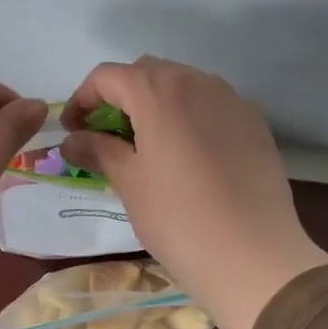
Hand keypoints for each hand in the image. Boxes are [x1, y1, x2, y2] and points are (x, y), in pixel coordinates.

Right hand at [60, 57, 327, 328]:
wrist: (255, 256)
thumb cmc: (179, 219)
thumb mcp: (130, 183)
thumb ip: (98, 150)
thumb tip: (72, 139)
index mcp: (159, 91)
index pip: (107, 76)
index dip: (82, 99)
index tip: (73, 132)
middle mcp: (197, 81)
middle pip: (147, 72)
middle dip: (120, 96)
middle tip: (107, 137)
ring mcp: (232, 99)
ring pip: (183, 84)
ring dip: (156, 103)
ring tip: (147, 145)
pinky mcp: (255, 121)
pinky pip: (212, 104)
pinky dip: (190, 116)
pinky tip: (188, 154)